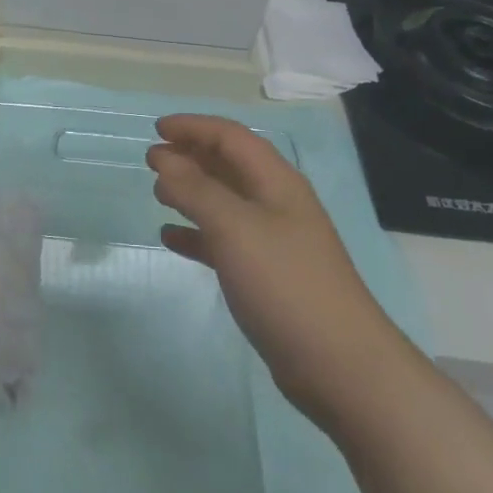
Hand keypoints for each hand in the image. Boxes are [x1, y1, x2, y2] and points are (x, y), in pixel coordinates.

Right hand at [148, 115, 395, 430]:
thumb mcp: (235, 228)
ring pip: (225, 202)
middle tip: (152, 158)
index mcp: (276, 182)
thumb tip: (162, 158)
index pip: (231, 137)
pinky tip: (171, 239)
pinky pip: (223, 241)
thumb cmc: (286, 283)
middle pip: (230, 164)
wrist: (340, 365)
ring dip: (192, 191)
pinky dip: (196, 233)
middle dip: (191, 155)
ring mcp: (273, 241)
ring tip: (158, 192)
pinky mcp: (266, 276)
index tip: (156, 129)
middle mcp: (276, 203)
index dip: (194, 127)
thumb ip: (195, 189)